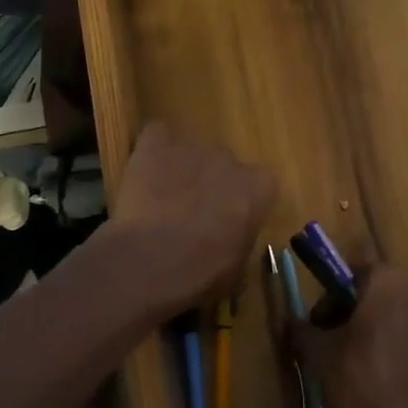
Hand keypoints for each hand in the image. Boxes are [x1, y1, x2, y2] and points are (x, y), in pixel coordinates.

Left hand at [106, 121, 276, 319]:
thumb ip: (241, 241)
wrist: (151, 261)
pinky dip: (153, 149)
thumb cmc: (201, 272)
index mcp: (258, 188)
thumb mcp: (237, 268)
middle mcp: (230, 158)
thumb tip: (231, 243)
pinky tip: (145, 173)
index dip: (244, 203)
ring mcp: (192, 147)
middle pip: (225, 165)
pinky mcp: (156, 144)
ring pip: (192, 152)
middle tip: (194, 214)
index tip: (232, 223)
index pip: (262, 185)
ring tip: (163, 198)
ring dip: (183, 169)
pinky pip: (158, 135)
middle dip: (213, 184)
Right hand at [294, 267, 407, 407]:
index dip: (334, 296)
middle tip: (343, 344)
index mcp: (388, 282)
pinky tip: (399, 383)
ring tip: (371, 367)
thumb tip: (296, 322)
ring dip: (389, 332)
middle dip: (362, 313)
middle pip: (384, 293)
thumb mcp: (322, 355)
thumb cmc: (366, 378)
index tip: (323, 323)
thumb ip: (306, 331)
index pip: (355, 271)